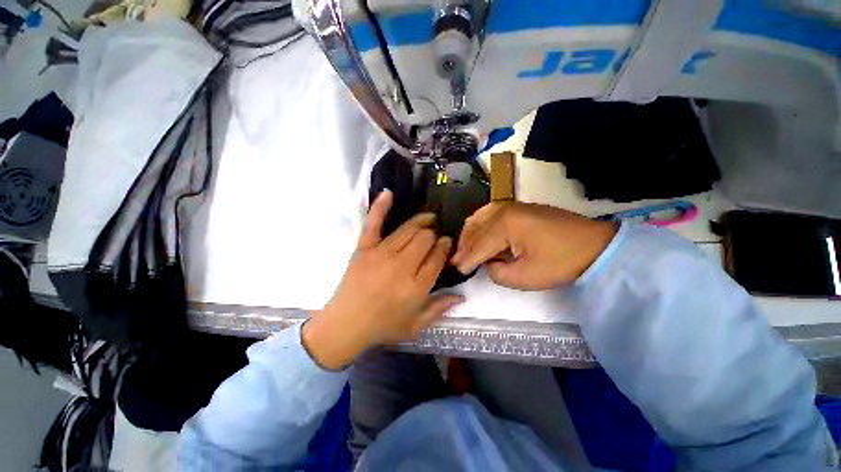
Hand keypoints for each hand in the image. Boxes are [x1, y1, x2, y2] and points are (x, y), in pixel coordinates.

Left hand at [302, 190, 462, 369]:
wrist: (345, 325)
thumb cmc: (383, 326)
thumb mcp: (415, 325)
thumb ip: (439, 308)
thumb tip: (462, 296)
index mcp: (417, 286)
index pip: (438, 257)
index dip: (445, 247)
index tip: (447, 243)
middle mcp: (403, 266)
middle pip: (426, 239)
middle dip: (434, 235)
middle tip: (435, 236)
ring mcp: (382, 254)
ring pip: (409, 229)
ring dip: (422, 221)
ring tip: (428, 219)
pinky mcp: (364, 248)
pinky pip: (374, 223)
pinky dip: (380, 207)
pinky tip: (389, 193)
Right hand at [450, 202, 617, 289]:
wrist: (594, 245)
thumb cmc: (561, 262)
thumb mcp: (526, 277)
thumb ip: (497, 273)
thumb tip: (488, 264)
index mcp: (505, 224)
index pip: (478, 246)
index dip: (466, 260)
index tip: (455, 270)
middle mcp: (504, 210)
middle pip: (475, 229)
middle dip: (464, 247)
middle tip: (457, 261)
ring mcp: (511, 205)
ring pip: (479, 218)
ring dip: (470, 234)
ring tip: (465, 249)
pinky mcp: (518, 207)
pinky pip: (489, 213)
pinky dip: (479, 225)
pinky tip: (478, 233)